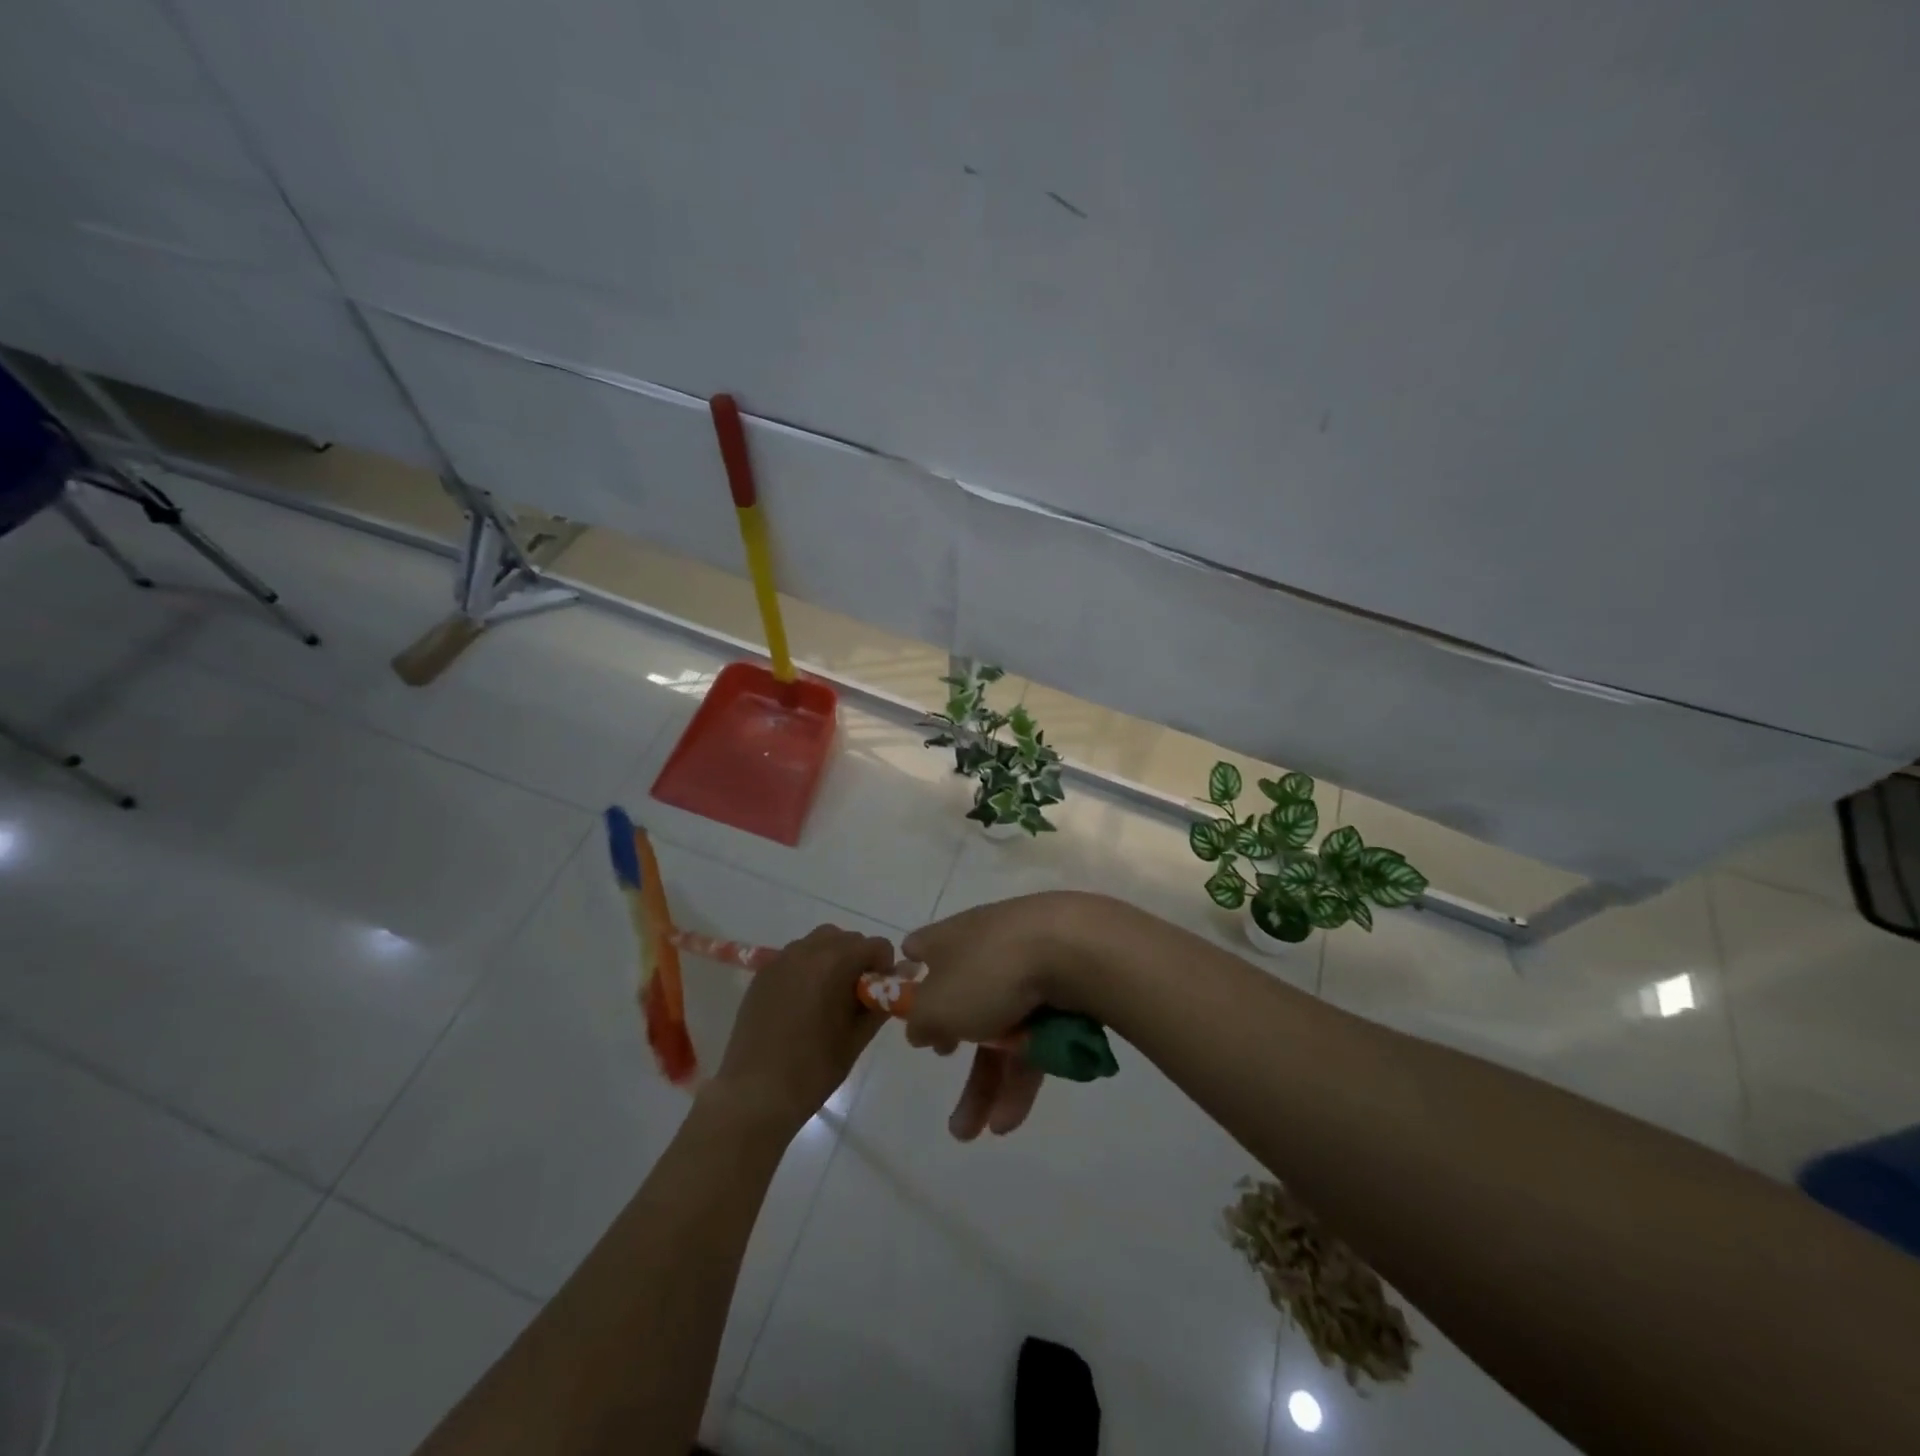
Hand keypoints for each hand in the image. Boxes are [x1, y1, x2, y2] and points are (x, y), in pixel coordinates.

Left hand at [709, 924, 891, 1134]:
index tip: (878, 993)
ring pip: (818, 943)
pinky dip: (807, 969)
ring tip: (829, 996)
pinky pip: (794, 958)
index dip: (884, 967)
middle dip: (858, 960)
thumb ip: (879, 1005)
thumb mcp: (856, 1039)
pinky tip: (803, 1003)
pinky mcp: (762, 975)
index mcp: (834, 963)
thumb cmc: (813, 1069)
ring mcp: (780, 961)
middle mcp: (806, 951)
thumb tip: (891, 986)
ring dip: (832, 959)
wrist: (755, 1094)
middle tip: (856, 996)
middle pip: (846, 938)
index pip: (875, 945)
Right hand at [900, 891, 1105, 1140]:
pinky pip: (1035, 1034)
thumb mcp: (937, 1006)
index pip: (921, 949)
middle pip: (962, 1003)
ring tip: (974, 1134)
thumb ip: (920, 1022)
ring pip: (1001, 1028)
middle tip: (944, 1088)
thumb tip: (920, 1027)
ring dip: (987, 1084)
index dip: (912, 981)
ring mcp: (1027, 965)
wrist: (1076, 949)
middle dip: (954, 1057)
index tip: (909, 1013)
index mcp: (949, 939)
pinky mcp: (1062, 986)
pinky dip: (1022, 1073)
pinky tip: (1012, 1117)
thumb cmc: (989, 973)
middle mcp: (985, 946)